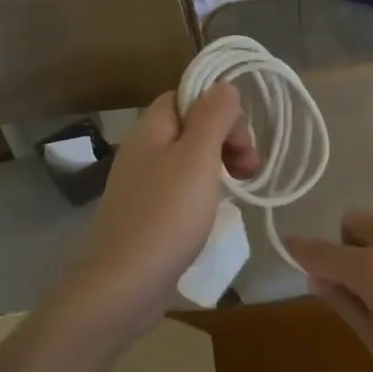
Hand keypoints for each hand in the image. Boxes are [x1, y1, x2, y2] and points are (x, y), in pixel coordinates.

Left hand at [52, 84, 257, 335]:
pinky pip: (181, 192)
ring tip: (243, 189)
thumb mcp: (197, 157)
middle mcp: (143, 153)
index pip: (185, 97)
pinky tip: (216, 213)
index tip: (242, 137)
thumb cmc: (165, 216)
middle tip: (250, 167)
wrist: (122, 286)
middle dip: (226, 139)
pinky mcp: (147, 218)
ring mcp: (143, 188)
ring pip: (188, 162)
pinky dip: (204, 195)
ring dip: (219, 167)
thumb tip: (223, 85)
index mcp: (150, 130)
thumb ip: (213, 117)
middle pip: (190, 129)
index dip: (217, 108)